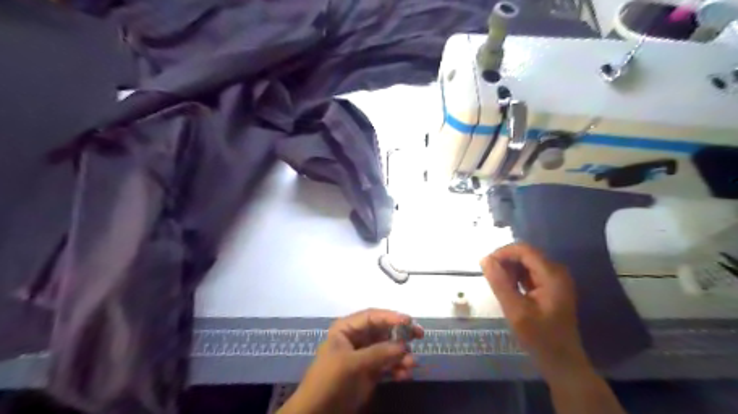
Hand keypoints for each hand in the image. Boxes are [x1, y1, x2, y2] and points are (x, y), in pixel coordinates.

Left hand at [281, 309, 423, 411]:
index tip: (409, 321)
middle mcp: (357, 338)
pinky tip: (405, 375)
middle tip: (420, 335)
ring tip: (411, 364)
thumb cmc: (329, 380)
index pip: (372, 316)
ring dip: (401, 355)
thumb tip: (404, 345)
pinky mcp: (369, 372)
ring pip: (388, 348)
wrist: (317, 412)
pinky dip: (397, 368)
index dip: (391, 316)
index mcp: (347, 329)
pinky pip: (387, 365)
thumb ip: (379, 353)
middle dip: (401, 335)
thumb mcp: (352, 364)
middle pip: (383, 331)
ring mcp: (364, 355)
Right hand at [479, 242, 591, 381]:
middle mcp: (556, 272)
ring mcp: (555, 279)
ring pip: (526, 263)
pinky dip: (516, 278)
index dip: (503, 253)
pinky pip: (530, 273)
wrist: (562, 362)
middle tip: (493, 281)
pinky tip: (510, 291)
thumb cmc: (540, 338)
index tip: (486, 266)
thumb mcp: (516, 311)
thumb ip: (500, 283)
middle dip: (506, 263)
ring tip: (501, 288)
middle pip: (525, 254)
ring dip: (510, 270)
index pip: (524, 250)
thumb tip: (485, 259)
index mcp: (552, 275)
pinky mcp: (551, 286)